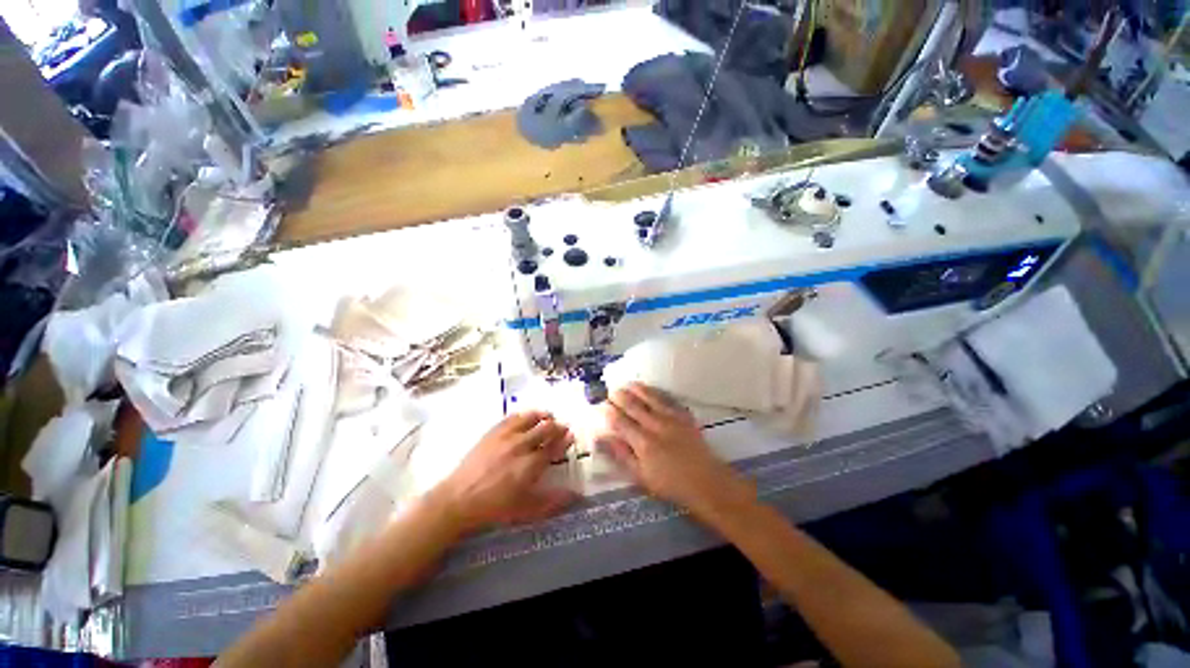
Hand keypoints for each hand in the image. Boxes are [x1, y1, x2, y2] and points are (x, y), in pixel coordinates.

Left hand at [435, 412, 577, 532]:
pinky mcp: (488, 435)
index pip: (553, 447)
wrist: (461, 498)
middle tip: (563, 426)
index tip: (571, 435)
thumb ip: (553, 501)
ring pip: (526, 420)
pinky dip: (520, 415)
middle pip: (543, 430)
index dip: (564, 440)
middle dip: (555, 427)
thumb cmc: (497, 508)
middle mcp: (520, 446)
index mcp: (532, 465)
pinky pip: (508, 419)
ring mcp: (503, 438)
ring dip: (540, 416)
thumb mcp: (529, 510)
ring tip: (547, 415)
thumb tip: (576, 494)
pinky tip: (523, 416)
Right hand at [600, 383, 752, 514]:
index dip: (608, 412)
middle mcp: (656, 425)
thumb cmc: (669, 484)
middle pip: (634, 406)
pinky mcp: (687, 418)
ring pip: (652, 399)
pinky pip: (670, 400)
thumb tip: (601, 438)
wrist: (705, 481)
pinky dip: (659, 393)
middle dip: (620, 397)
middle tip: (610, 391)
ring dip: (638, 390)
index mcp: (642, 442)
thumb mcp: (640, 476)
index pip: (620, 421)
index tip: (599, 405)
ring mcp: (673, 419)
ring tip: (628, 384)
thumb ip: (620, 455)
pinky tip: (654, 391)